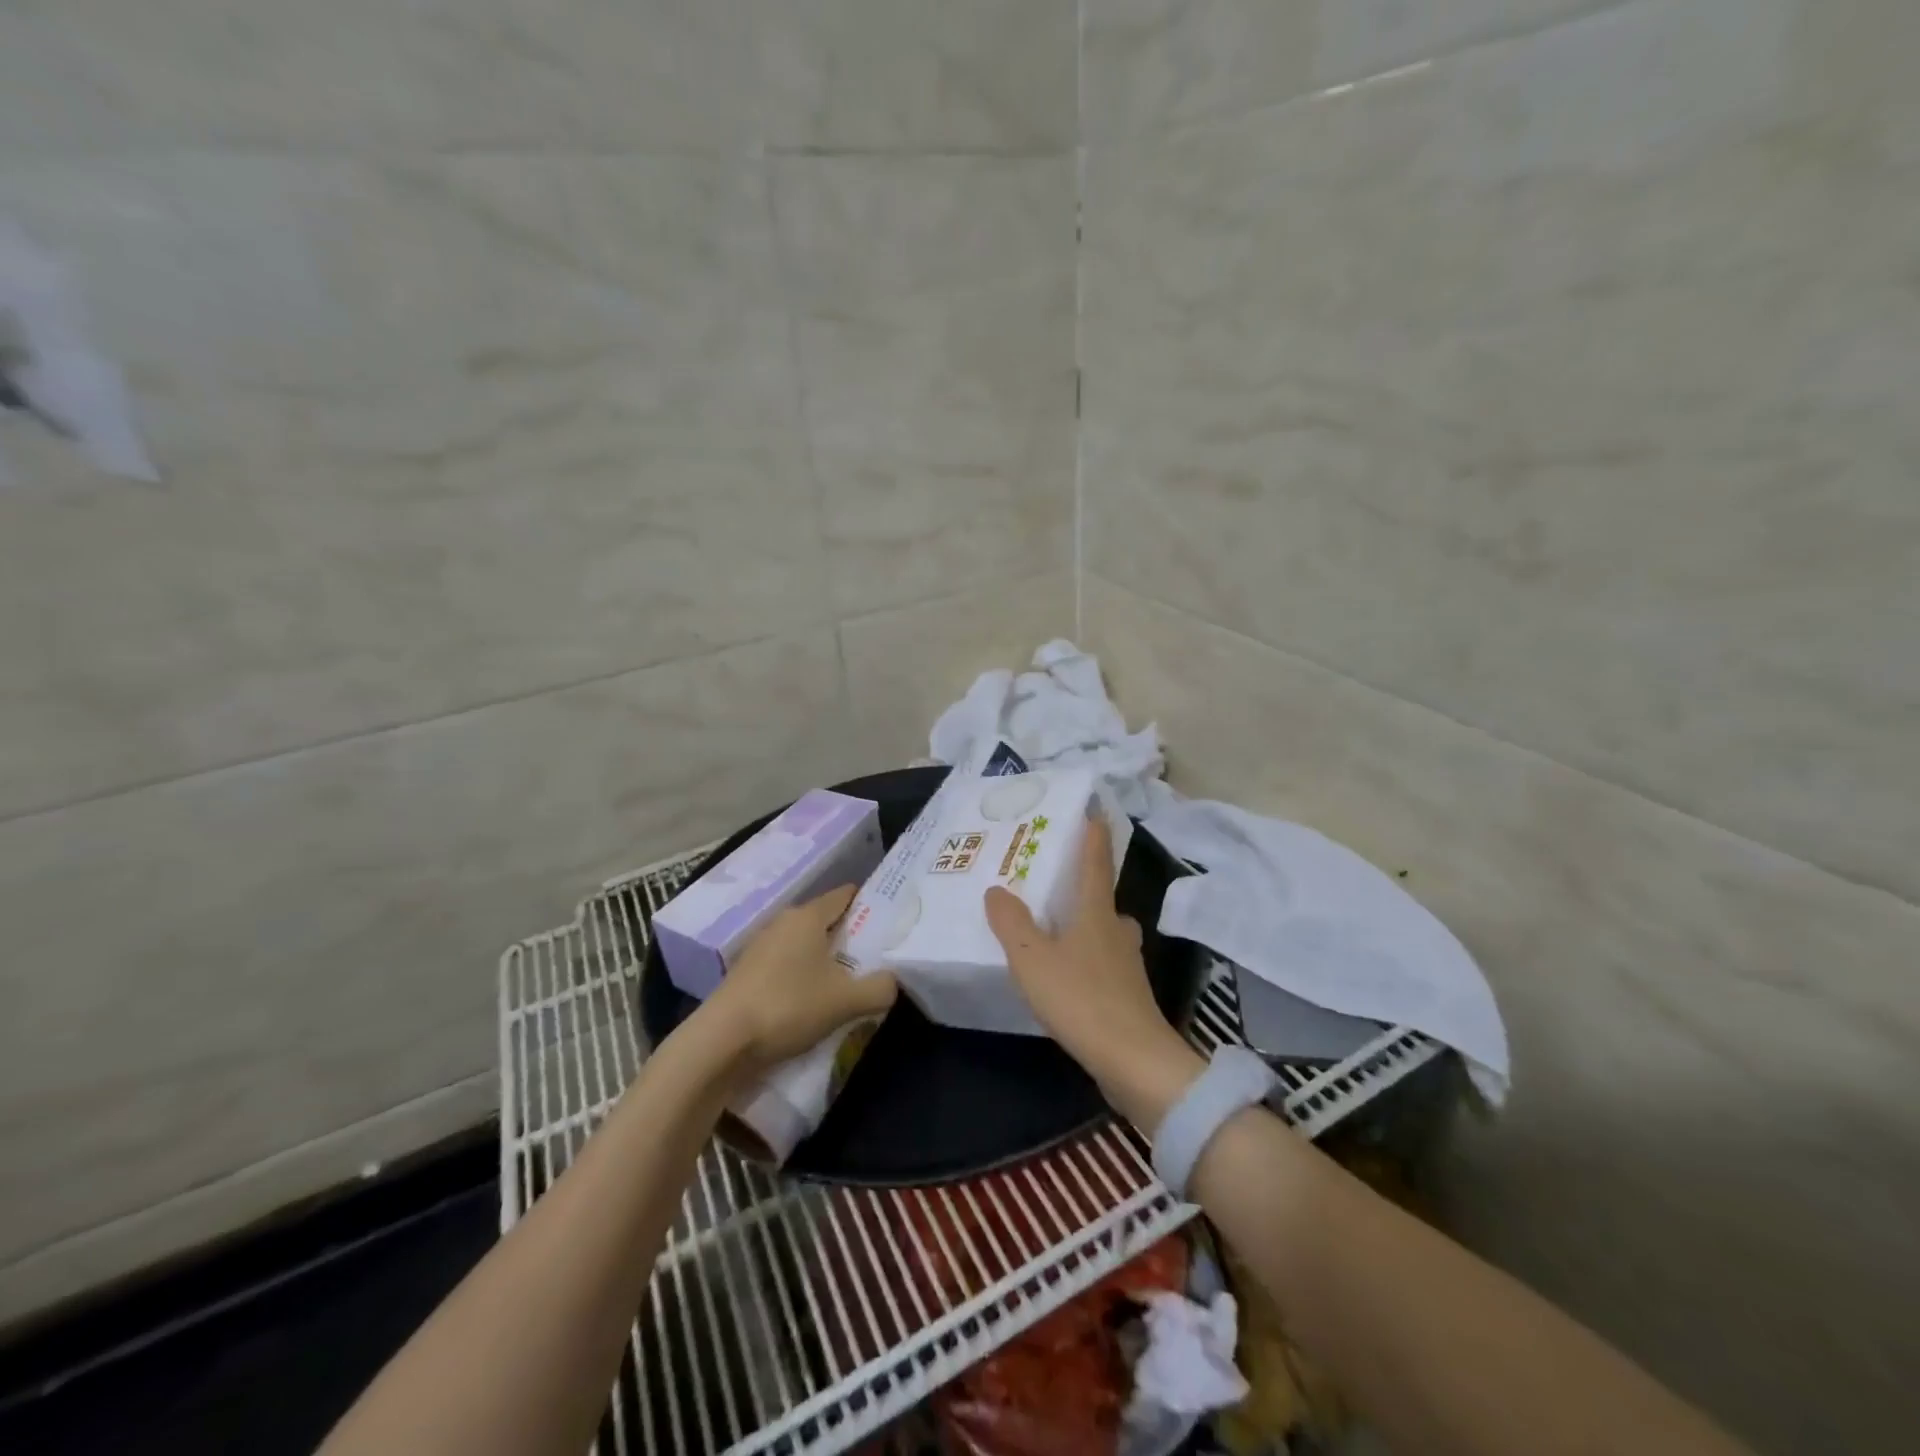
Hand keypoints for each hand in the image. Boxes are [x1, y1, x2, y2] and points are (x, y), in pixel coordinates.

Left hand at [693, 885, 896, 1078]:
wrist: (722, 1041)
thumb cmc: (788, 1006)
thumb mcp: (846, 1001)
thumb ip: (879, 988)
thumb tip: (893, 982)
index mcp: (808, 916)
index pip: (845, 895)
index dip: (870, 904)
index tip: (891, 922)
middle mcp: (783, 922)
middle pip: (826, 921)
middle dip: (850, 937)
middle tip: (876, 958)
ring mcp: (761, 947)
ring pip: (805, 945)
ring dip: (826, 960)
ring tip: (849, 983)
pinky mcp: (747, 972)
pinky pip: (787, 965)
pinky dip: (803, 976)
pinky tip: (813, 1001)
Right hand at [984, 816, 1190, 1098]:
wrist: (1135, 1062)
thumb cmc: (1081, 999)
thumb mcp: (1032, 959)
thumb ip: (1011, 923)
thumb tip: (997, 890)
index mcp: (1097, 913)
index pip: (1095, 864)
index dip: (1093, 836)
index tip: (1094, 811)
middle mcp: (1117, 932)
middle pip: (1103, 900)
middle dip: (1085, 887)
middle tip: (1057, 882)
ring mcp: (1127, 966)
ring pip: (1106, 933)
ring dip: (1087, 926)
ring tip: (1056, 929)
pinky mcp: (1129, 996)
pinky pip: (1104, 964)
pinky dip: (1087, 959)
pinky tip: (1068, 975)